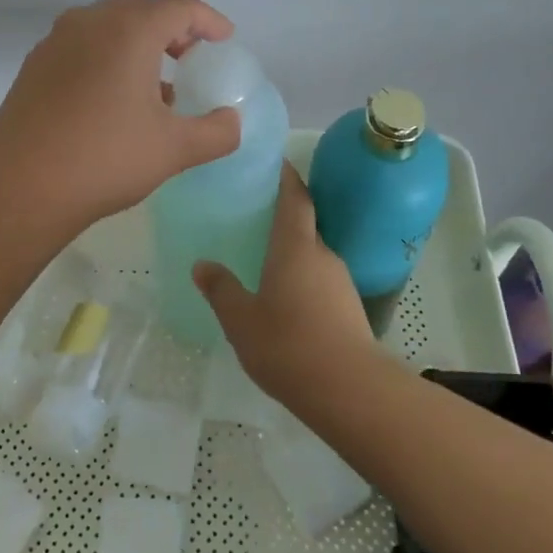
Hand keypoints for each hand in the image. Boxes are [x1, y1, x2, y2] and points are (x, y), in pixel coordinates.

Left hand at [0, 0, 242, 230]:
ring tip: (155, 84)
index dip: (209, 20)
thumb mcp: (174, 149)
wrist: (20, 186)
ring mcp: (56, 41)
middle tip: (190, 58)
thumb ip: (216, 132)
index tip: (224, 41)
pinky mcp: (35, 65)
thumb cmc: (105, 159)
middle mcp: (90, 22)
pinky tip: (113, 99)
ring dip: (137, 42)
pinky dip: (107, 56)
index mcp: (130, 30)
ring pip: (107, 25)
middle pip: (141, 8)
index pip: (180, 7)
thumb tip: (232, 121)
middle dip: (172, 27)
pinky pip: (82, 45)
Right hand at [193, 163, 384, 407]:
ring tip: (264, 264)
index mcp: (295, 247)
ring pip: (313, 257)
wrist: (349, 390)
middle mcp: (322, 255)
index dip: (286, 177)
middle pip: (304, 225)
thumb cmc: (288, 345)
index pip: (295, 198)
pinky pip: (321, 282)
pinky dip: (303, 282)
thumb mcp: (241, 320)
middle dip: (283, 219)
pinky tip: (286, 304)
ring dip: (292, 254)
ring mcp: (340, 282)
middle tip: (254, 219)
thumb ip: (221, 290)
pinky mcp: (350, 308)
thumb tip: (202, 265)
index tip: (275, 163)